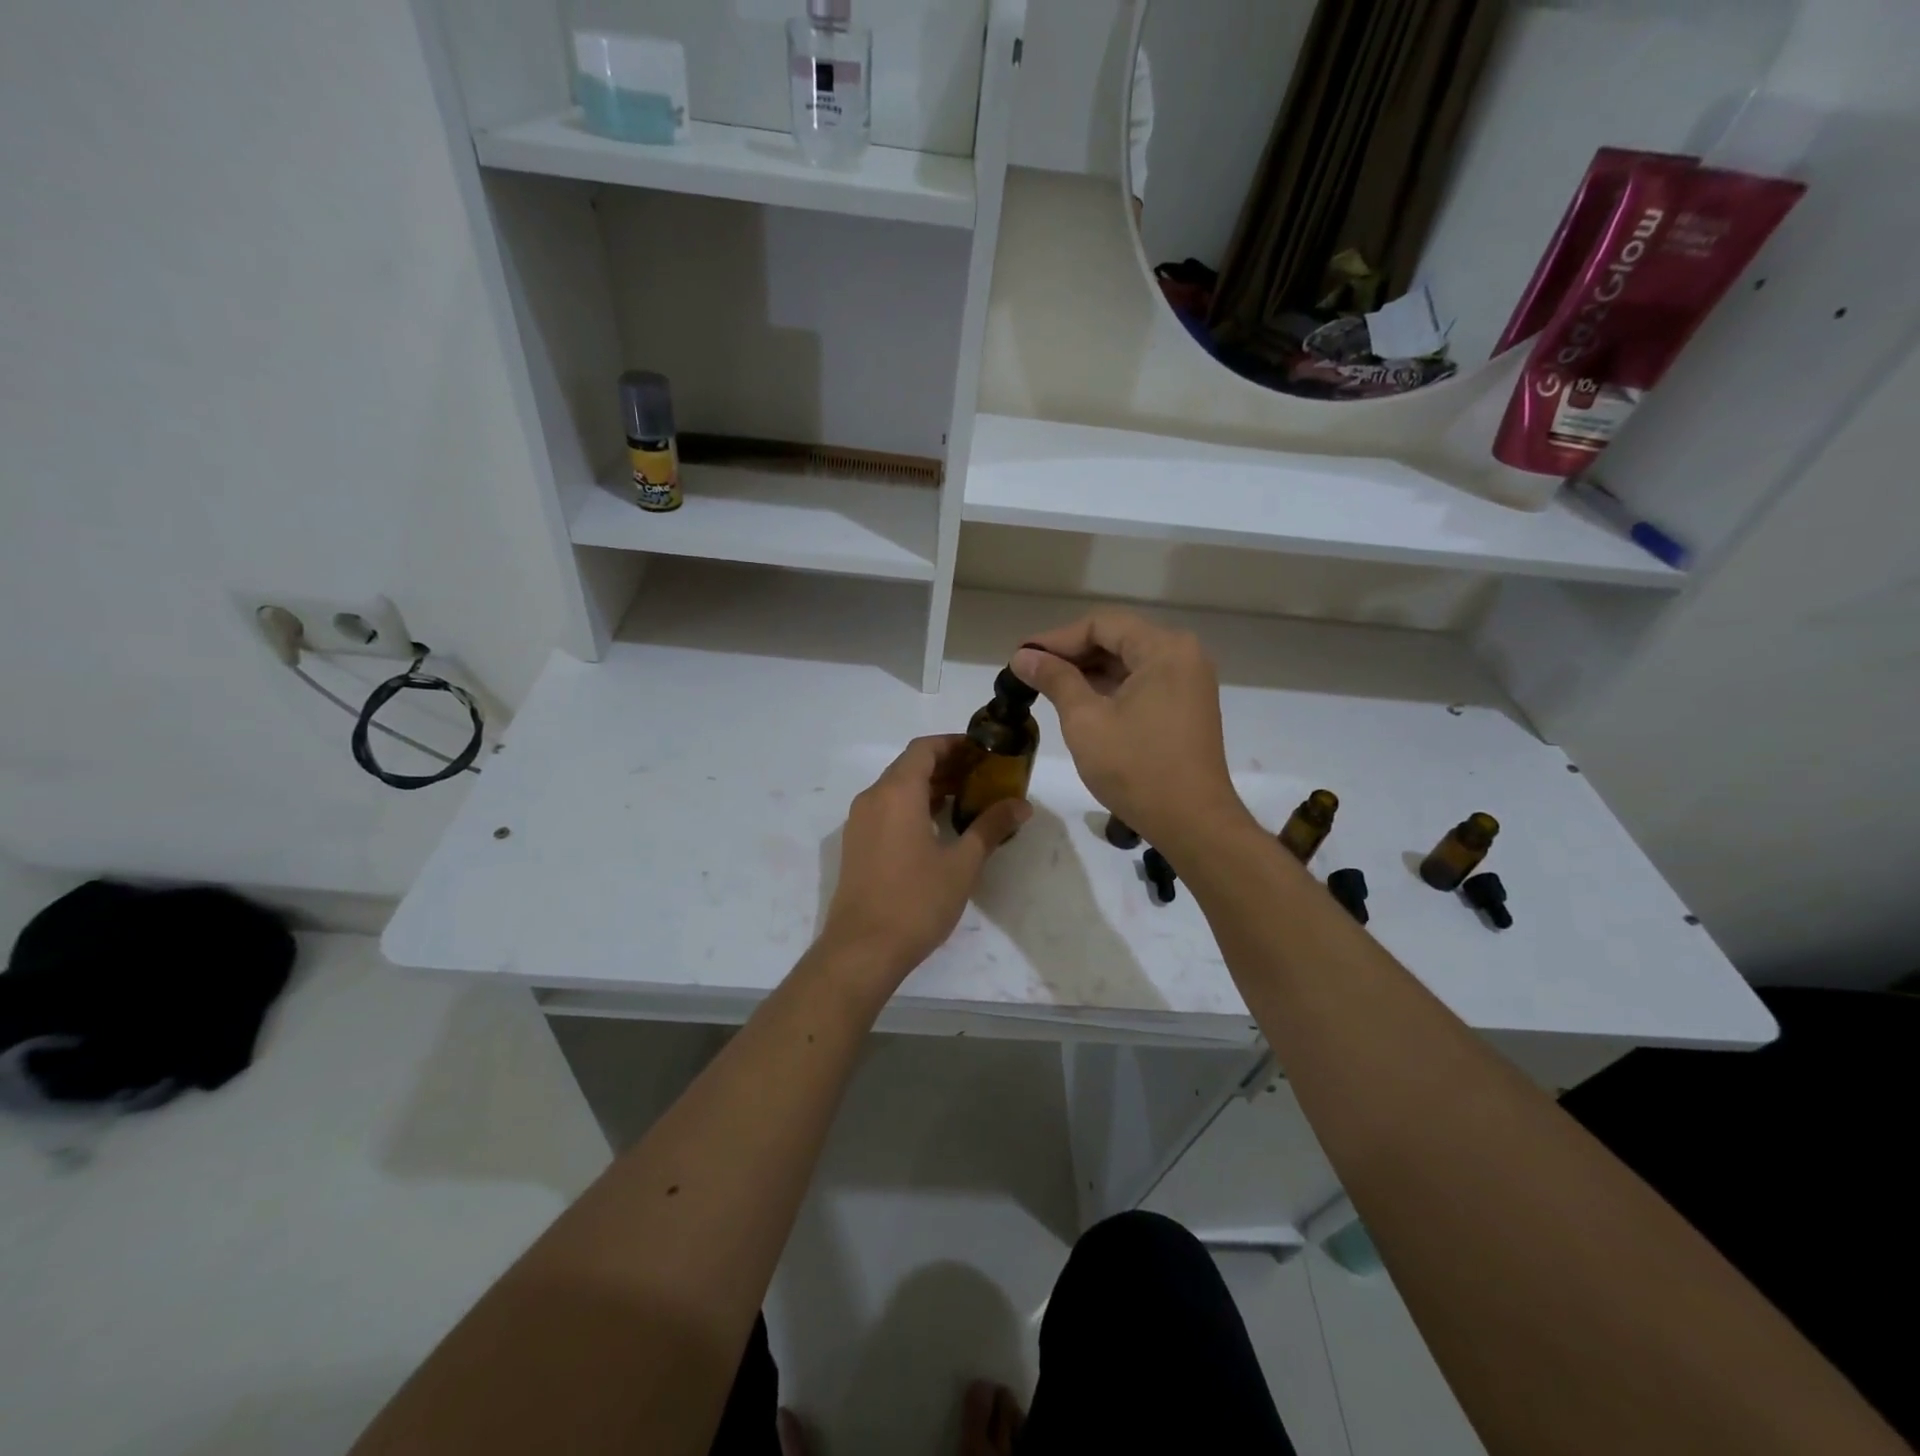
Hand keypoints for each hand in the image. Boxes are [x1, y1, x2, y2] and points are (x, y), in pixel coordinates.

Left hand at [819, 735, 1029, 984]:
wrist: (862, 949)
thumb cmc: (916, 901)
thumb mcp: (962, 864)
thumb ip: (990, 827)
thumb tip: (1021, 805)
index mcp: (896, 793)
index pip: (924, 749)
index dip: (954, 744)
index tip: (983, 752)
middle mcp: (873, 798)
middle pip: (910, 766)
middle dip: (946, 765)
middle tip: (982, 776)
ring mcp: (860, 822)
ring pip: (896, 789)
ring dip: (929, 787)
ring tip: (966, 799)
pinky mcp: (857, 844)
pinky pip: (886, 809)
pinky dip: (912, 806)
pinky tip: (937, 826)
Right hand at [1013, 611, 1247, 854]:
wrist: (1192, 822)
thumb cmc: (1136, 768)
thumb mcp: (1085, 720)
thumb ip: (1054, 679)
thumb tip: (1022, 656)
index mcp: (1164, 649)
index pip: (1101, 625)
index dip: (1057, 639)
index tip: (1022, 657)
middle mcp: (1183, 655)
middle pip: (1118, 639)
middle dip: (1072, 654)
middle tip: (1030, 672)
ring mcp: (1189, 681)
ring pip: (1129, 662)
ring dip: (1089, 672)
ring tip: (1048, 687)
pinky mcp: (1187, 706)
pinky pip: (1143, 683)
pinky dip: (1111, 688)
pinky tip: (1080, 702)